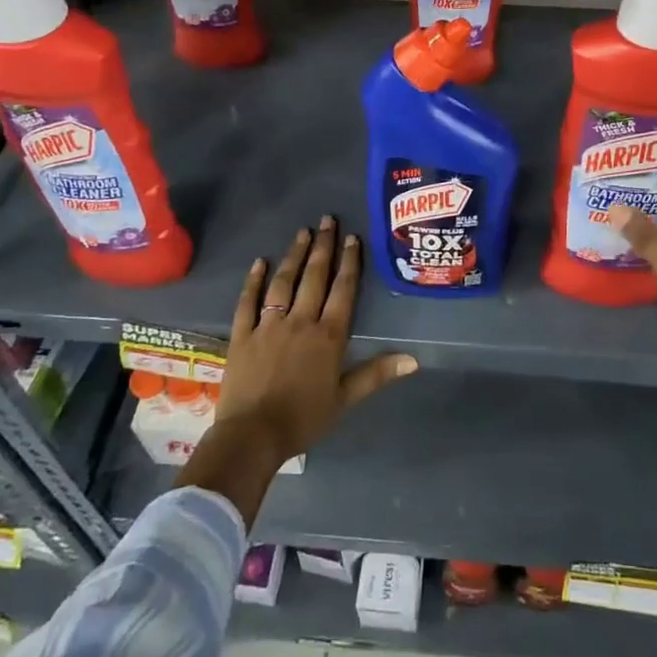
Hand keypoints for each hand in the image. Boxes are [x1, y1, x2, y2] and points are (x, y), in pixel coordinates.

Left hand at [213, 216, 417, 462]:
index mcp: (328, 336)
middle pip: (314, 277)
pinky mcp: (242, 334)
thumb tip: (414, 359)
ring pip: (283, 282)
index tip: (352, 238)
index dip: (349, 262)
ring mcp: (268, 325)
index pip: (343, 290)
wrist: (252, 436)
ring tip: (302, 232)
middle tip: (327, 220)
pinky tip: (260, 262)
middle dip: (323, 247)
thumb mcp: (345, 398)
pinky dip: (253, 280)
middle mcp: (300, 322)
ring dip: (294, 256)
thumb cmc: (303, 419)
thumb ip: (376, 373)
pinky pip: (248, 302)